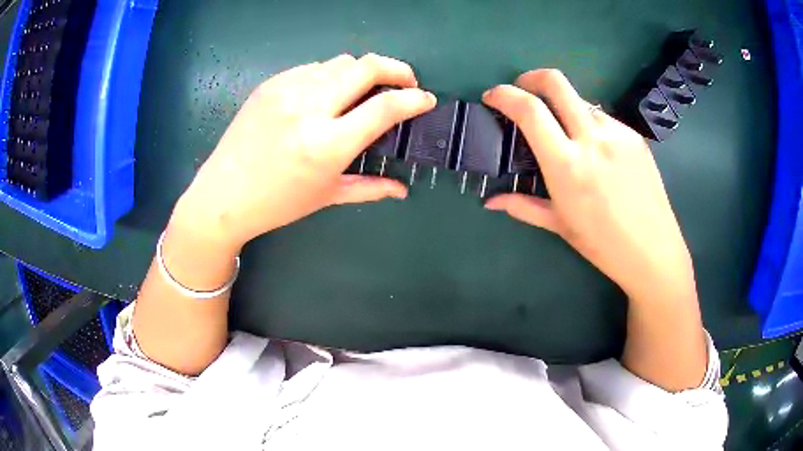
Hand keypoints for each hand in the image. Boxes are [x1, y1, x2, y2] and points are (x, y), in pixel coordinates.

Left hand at [171, 54, 436, 252]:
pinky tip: (326, 93)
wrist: (223, 195)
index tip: (425, 100)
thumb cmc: (276, 203)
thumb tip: (402, 189)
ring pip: (340, 62)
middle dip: (396, 69)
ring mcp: (287, 91)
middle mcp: (309, 109)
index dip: (414, 100)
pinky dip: (330, 76)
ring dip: (362, 72)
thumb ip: (370, 188)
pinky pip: (313, 68)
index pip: (385, 107)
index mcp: (327, 144)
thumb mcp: (326, 196)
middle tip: (405, 82)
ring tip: (363, 90)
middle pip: (367, 66)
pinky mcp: (271, 84)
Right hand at [483, 69, 694, 301]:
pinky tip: (596, 149)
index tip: (492, 97)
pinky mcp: (635, 136)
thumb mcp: (559, 224)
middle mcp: (592, 138)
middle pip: (556, 82)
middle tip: (523, 89)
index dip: (504, 95)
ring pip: (581, 100)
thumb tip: (490, 200)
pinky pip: (603, 118)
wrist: (653, 251)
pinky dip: (589, 124)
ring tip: (567, 132)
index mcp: (566, 164)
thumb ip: (522, 205)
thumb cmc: (602, 244)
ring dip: (564, 106)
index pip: (529, 110)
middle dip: (532, 77)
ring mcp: (617, 133)